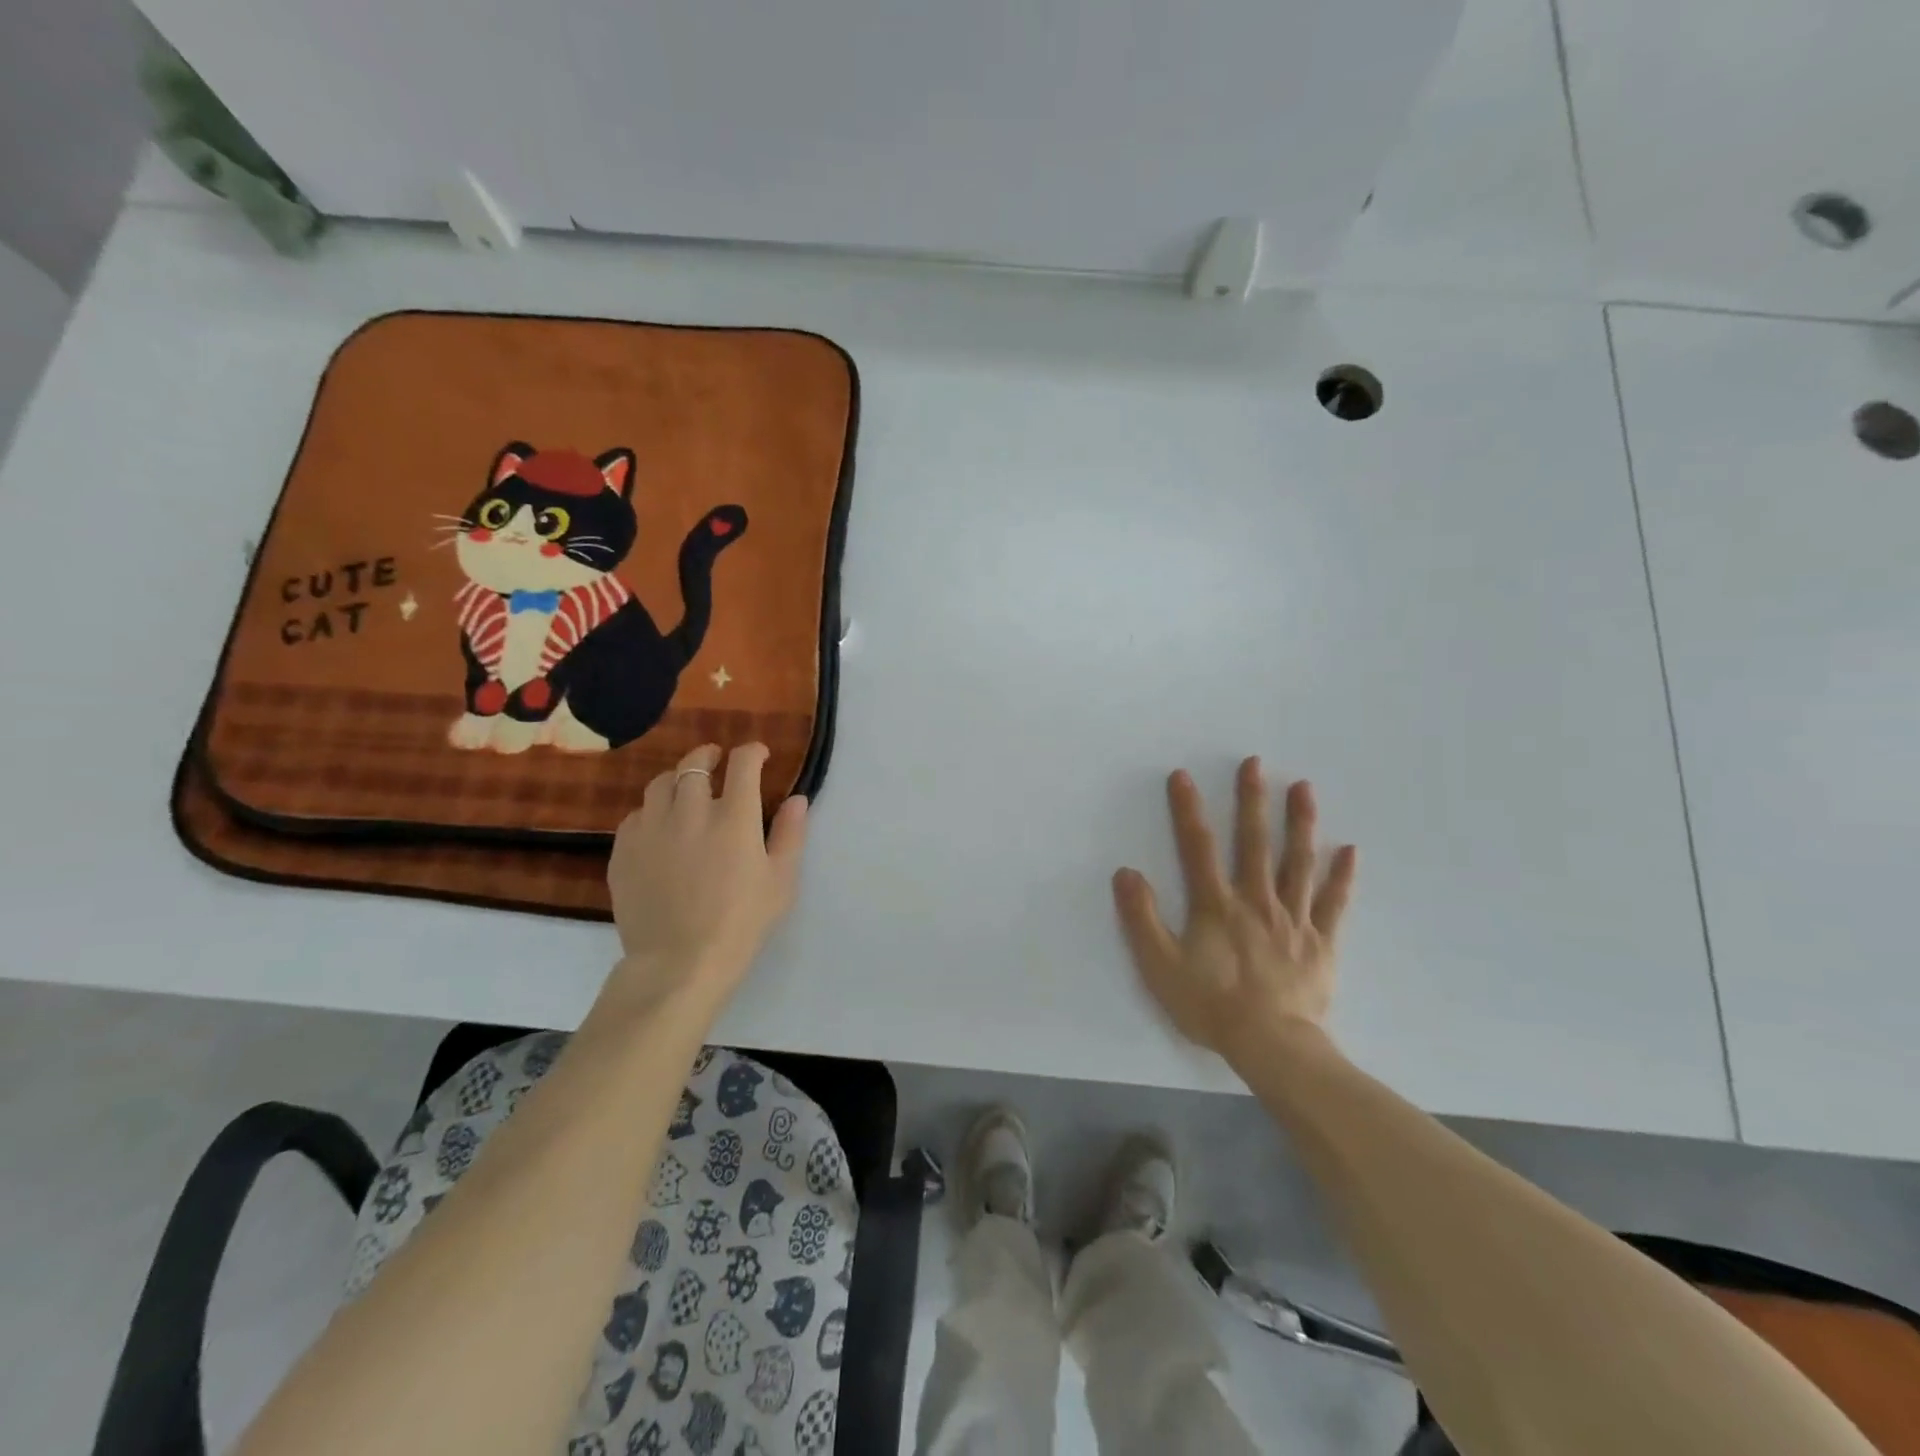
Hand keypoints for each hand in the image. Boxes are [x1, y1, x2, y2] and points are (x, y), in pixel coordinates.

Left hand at [605, 743, 808, 1011]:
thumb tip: (797, 798)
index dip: (752, 752)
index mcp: (734, 818)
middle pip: (695, 764)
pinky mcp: (624, 850)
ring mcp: (652, 829)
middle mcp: (690, 812)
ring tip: (685, 787)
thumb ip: (790, 834)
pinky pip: (636, 815)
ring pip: (660, 783)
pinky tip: (660, 826)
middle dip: (709, 755)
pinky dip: (652, 811)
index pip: (743, 764)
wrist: (679, 963)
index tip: (759, 755)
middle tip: (716, 759)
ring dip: (678, 778)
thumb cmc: (741, 923)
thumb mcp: (781, 882)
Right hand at [1113, 757, 1356, 1066]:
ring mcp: (1293, 918)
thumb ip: (1141, 918)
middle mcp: (1255, 900)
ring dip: (1299, 823)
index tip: (1183, 776)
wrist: (1271, 1045)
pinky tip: (1349, 849)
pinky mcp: (1320, 942)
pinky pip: (1333, 903)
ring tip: (1303, 788)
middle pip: (1253, 842)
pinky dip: (1342, 876)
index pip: (1197, 847)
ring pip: (1297, 862)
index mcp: (1216, 904)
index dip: (1188, 810)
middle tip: (1255, 764)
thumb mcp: (1159, 966)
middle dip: (1251, 800)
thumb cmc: (1210, 1005)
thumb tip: (1125, 872)